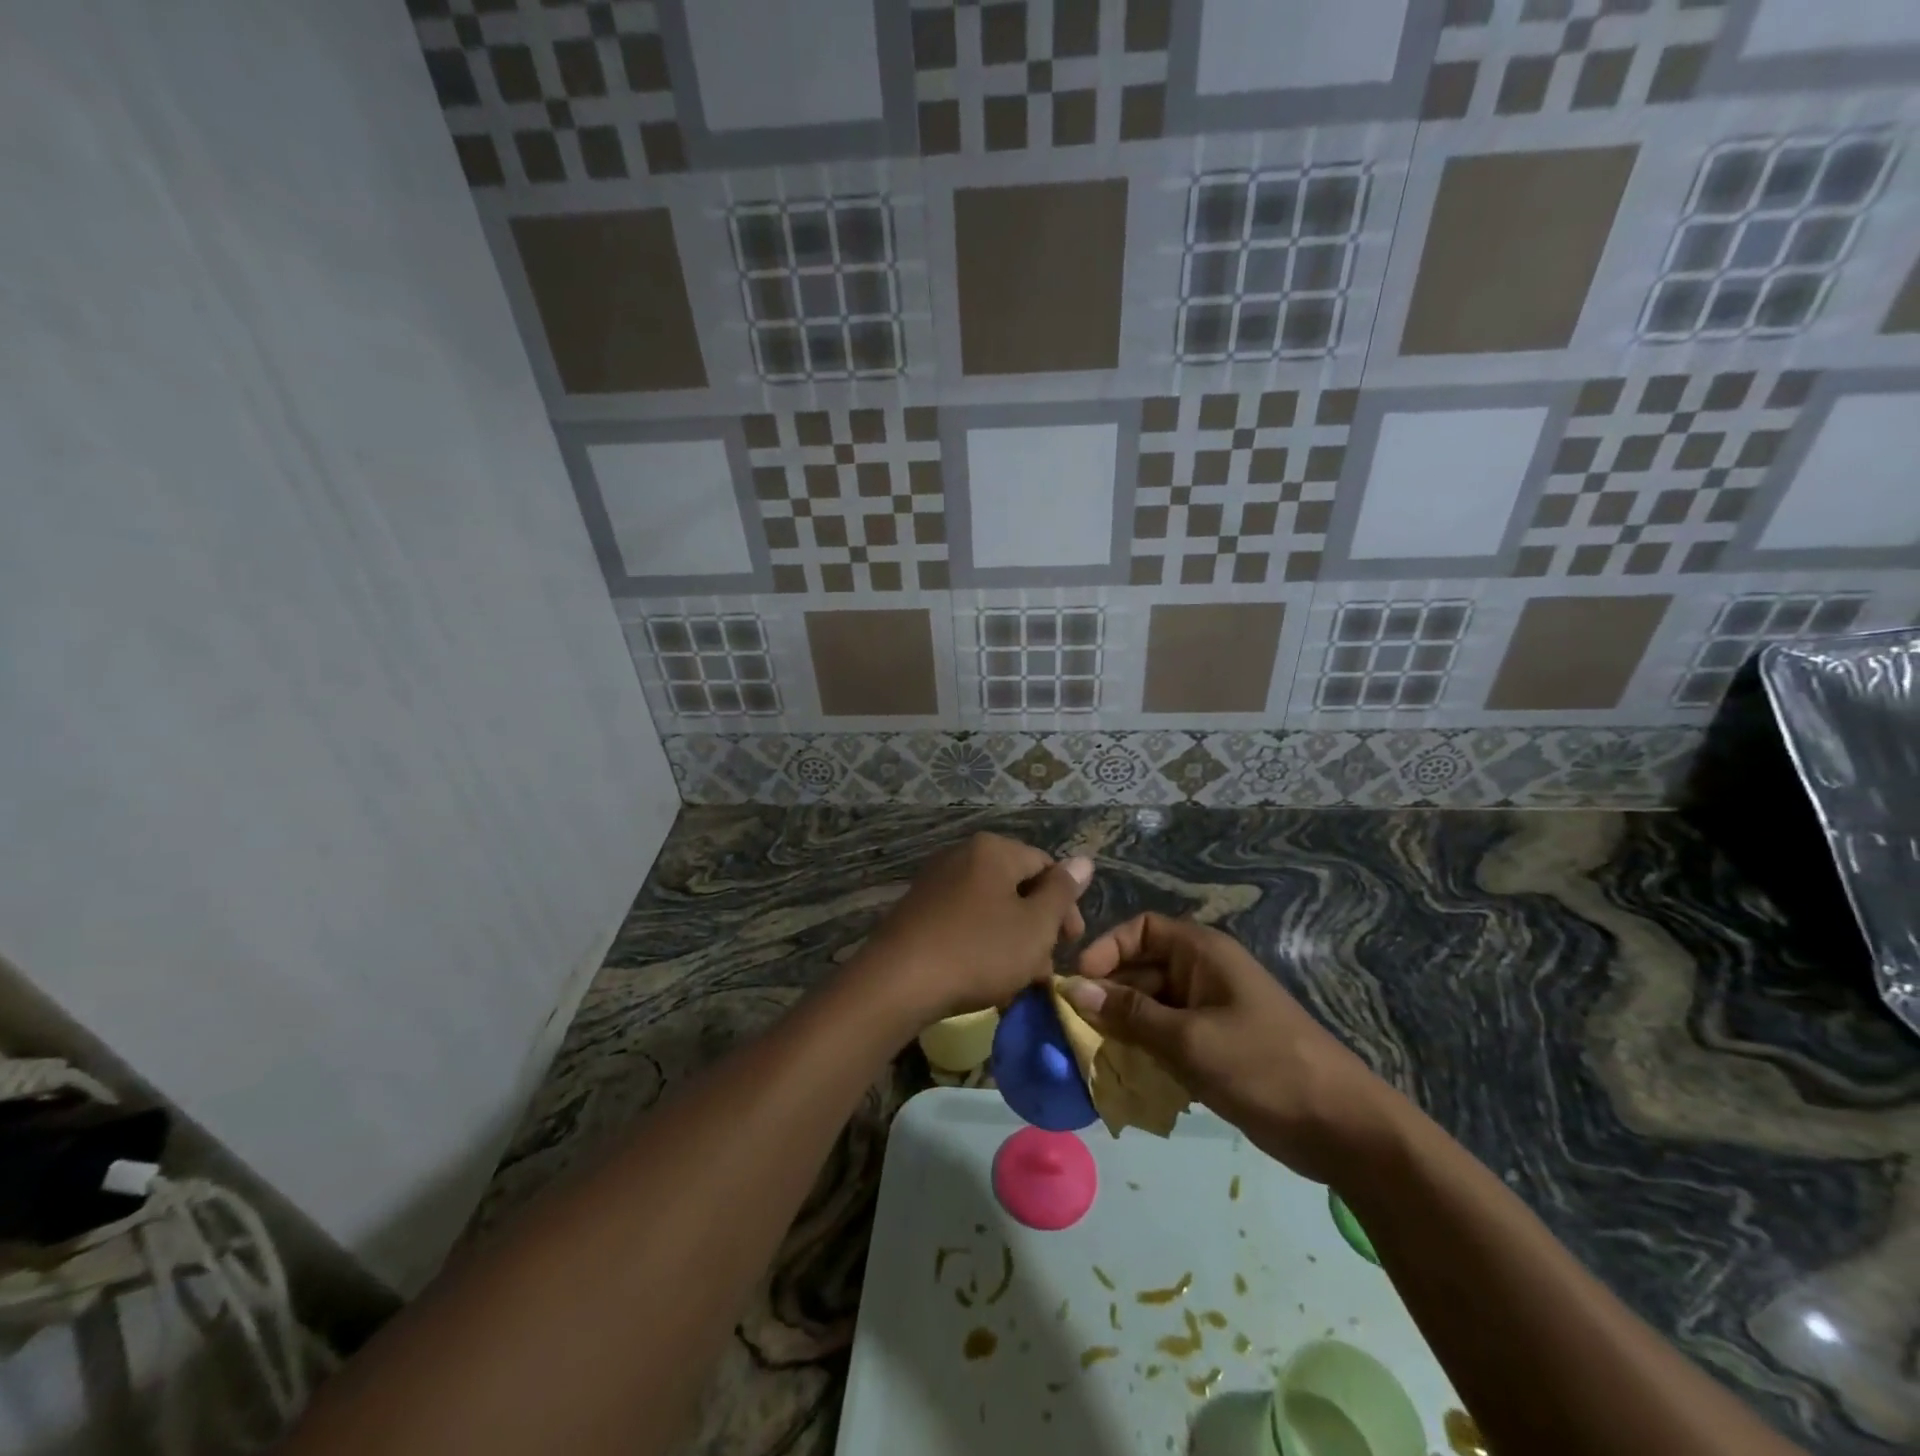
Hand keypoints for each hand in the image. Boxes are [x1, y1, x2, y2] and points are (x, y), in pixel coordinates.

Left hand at [856, 833, 1091, 1023]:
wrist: (898, 982)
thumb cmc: (978, 950)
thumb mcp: (1035, 925)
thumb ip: (1062, 892)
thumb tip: (1084, 860)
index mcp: (993, 850)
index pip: (1046, 866)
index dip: (1066, 906)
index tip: (1071, 945)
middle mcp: (962, 855)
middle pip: (1017, 887)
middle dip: (1038, 928)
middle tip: (1044, 969)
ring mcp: (936, 882)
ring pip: (991, 908)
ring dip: (1012, 941)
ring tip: (1018, 982)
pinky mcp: (918, 910)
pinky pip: (964, 921)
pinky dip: (981, 944)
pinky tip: (984, 978)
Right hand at [1065, 914, 1403, 1183]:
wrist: (1342, 1126)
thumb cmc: (1262, 1066)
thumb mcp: (1188, 1039)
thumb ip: (1130, 1013)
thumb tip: (1077, 989)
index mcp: (1202, 953)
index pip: (1141, 929)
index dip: (1107, 949)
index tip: (1080, 983)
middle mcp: (1204, 973)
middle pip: (1142, 968)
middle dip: (1109, 995)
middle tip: (1077, 1029)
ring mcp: (1212, 1011)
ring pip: (1152, 1006)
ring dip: (1124, 1027)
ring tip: (1095, 1056)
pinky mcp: (1217, 1046)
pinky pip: (1168, 1036)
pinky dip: (1146, 1050)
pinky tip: (1126, 1076)